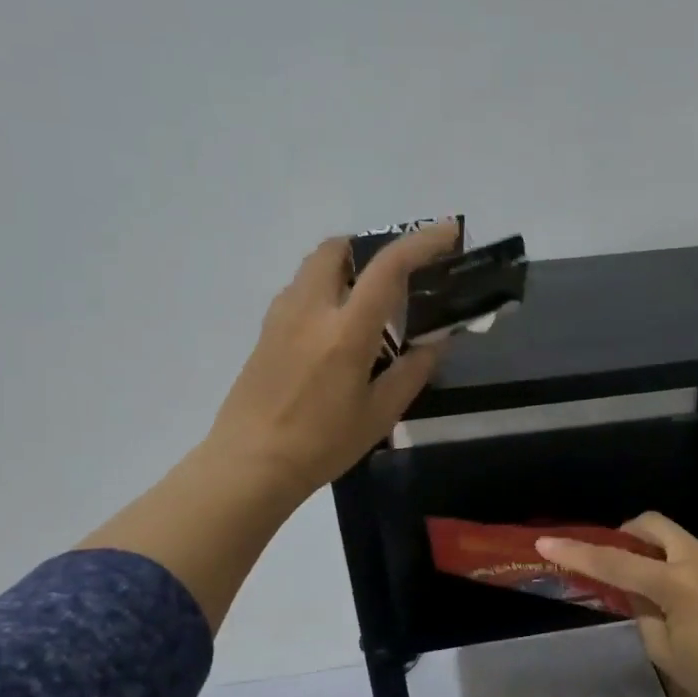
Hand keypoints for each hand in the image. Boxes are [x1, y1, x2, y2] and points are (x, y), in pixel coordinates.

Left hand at [208, 224, 460, 499]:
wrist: (250, 465)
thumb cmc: (321, 444)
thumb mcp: (379, 414)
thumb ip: (412, 371)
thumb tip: (437, 341)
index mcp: (346, 331)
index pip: (388, 268)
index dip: (422, 242)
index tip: (447, 232)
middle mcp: (310, 310)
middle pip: (337, 249)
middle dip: (370, 247)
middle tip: (396, 272)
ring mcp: (281, 318)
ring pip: (312, 267)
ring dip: (343, 267)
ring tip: (367, 300)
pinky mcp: (264, 332)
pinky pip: (298, 291)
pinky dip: (323, 289)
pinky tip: (334, 327)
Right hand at [536, 513, 697, 696]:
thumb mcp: (664, 649)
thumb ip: (641, 610)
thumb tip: (635, 590)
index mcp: (678, 583)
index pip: (616, 562)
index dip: (578, 553)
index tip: (546, 543)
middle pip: (651, 524)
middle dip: (625, 535)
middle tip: (612, 559)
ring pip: (673, 536)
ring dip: (651, 549)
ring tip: (643, 582)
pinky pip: (692, 551)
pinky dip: (672, 560)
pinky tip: (672, 592)